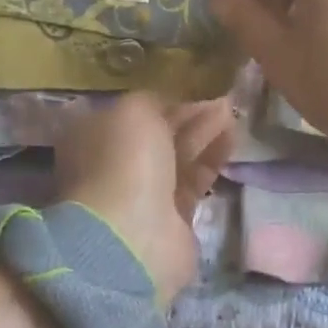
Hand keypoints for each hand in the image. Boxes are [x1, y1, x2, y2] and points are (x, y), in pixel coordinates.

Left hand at [53, 93, 234, 306]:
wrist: (133, 237)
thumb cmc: (125, 161)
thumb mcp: (134, 111)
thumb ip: (153, 101)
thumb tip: (171, 107)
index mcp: (94, 139)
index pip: (133, 114)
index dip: (163, 101)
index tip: (192, 89)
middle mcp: (116, 166)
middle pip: (159, 135)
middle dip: (189, 117)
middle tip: (221, 102)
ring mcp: (143, 194)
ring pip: (179, 156)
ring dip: (205, 135)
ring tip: (232, 115)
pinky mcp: (173, 218)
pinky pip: (195, 180)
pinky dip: (212, 159)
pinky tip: (231, 140)